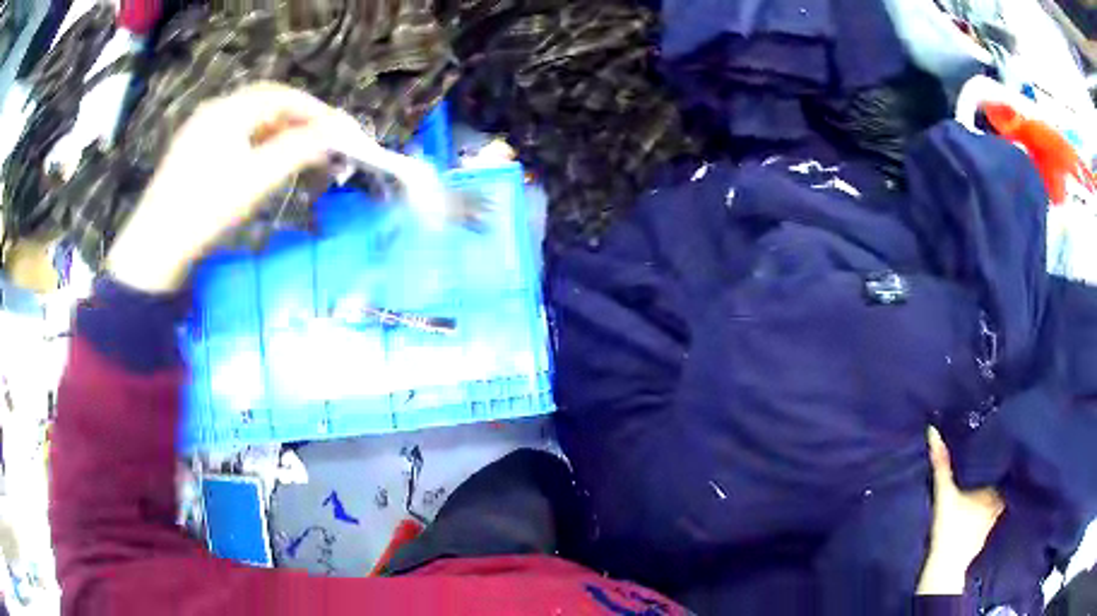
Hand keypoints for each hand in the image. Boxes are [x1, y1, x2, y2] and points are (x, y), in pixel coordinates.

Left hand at [106, 82, 360, 292]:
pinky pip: (232, 137)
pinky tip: (261, 163)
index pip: (282, 96)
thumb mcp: (257, 179)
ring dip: (277, 132)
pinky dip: (256, 144)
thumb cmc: (206, 209)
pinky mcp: (191, 152)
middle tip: (321, 141)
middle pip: (265, 104)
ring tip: (296, 154)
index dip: (314, 110)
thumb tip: (333, 135)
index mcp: (229, 109)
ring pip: (248, 121)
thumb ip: (298, 150)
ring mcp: (199, 131)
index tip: (340, 129)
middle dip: (297, 120)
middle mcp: (214, 110)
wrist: (155, 247)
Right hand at [917, 426, 1004, 594]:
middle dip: (999, 472)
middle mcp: (999, 504)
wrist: (945, 569)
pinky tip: (982, 507)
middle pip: (1002, 482)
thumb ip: (941, 464)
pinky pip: (991, 515)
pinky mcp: (984, 536)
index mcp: (996, 491)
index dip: (1003, 454)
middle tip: (993, 456)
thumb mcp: (945, 494)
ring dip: (994, 491)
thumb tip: (933, 431)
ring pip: (997, 499)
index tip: (1001, 442)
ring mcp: (992, 522)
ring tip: (989, 478)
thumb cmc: (950, 530)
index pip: (1005, 466)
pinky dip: (989, 509)